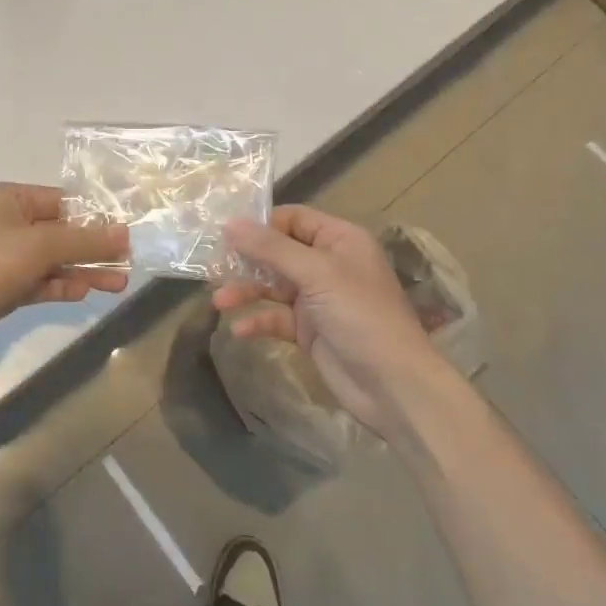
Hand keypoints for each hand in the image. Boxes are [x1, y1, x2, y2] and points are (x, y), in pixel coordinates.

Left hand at [0, 183, 129, 365]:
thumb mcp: (39, 245)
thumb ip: (84, 240)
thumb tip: (124, 234)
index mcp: (10, 199)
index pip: (62, 202)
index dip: (95, 216)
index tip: (128, 230)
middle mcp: (8, 224)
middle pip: (61, 232)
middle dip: (93, 247)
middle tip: (129, 260)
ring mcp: (5, 258)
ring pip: (54, 260)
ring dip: (83, 269)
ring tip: (119, 283)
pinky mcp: (4, 288)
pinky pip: (41, 282)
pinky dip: (62, 285)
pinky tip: (86, 291)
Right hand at [213, 205, 439, 433]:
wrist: (394, 386)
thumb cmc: (360, 316)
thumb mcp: (316, 273)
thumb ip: (271, 248)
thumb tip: (229, 223)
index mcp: (339, 240)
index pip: (292, 218)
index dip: (260, 224)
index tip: (225, 232)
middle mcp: (328, 264)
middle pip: (278, 251)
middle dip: (246, 259)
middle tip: (212, 266)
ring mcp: (318, 298)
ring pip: (273, 285)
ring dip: (246, 291)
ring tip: (219, 301)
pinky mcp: (310, 330)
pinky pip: (276, 317)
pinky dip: (258, 321)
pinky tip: (238, 330)